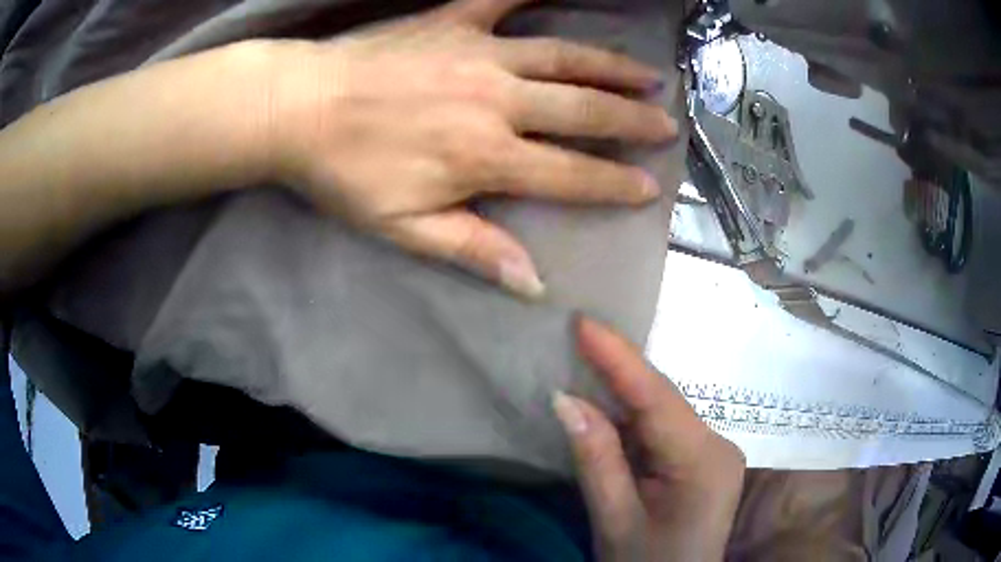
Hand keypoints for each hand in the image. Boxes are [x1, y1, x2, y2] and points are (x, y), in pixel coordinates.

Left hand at [268, 0, 676, 296]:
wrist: (298, 107)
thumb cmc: (343, 172)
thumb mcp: (404, 228)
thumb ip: (473, 250)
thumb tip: (531, 283)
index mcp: (485, 157)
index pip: (570, 175)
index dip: (614, 184)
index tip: (650, 187)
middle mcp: (497, 101)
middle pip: (582, 112)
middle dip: (631, 121)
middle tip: (667, 124)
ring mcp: (478, 53)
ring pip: (564, 58)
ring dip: (610, 67)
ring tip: (646, 74)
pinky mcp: (452, 20)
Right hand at [553, 317, 744, 560]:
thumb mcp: (615, 520)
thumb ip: (596, 459)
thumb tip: (565, 398)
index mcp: (704, 462)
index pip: (657, 399)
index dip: (619, 358)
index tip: (583, 322)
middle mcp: (718, 446)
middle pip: (663, 400)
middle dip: (619, 369)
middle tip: (576, 334)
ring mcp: (715, 452)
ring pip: (663, 411)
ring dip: (623, 392)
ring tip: (583, 359)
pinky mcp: (704, 461)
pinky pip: (664, 428)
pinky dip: (633, 418)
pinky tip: (606, 405)